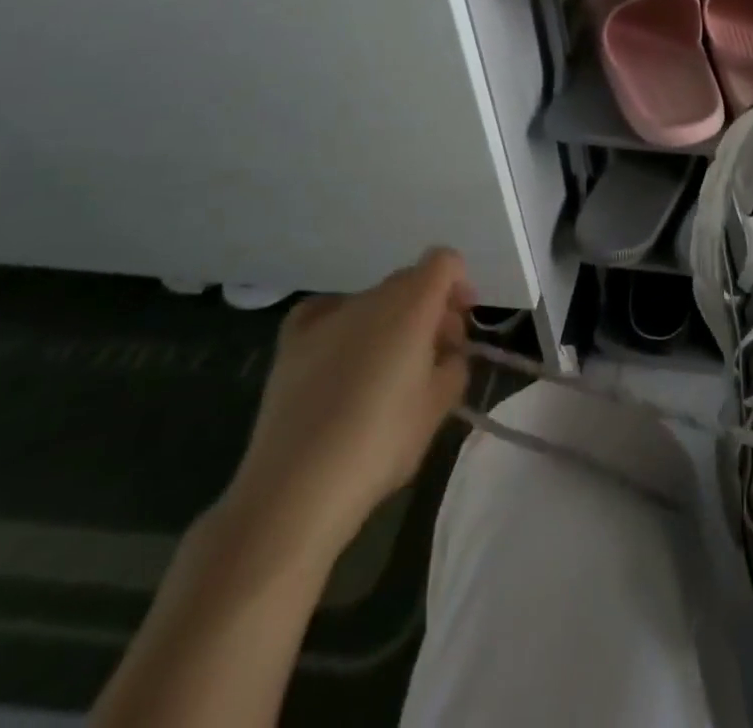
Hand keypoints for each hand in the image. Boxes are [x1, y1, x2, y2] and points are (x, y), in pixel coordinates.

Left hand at [219, 250, 475, 564]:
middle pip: (410, 281)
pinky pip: (326, 313)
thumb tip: (446, 351)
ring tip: (385, 371)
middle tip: (433, 356)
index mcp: (412, 305)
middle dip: (429, 308)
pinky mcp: (291, 342)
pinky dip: (343, 324)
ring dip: (390, 321)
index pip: (444, 262)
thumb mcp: (439, 406)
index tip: (460, 326)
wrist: (296, 490)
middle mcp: (370, 298)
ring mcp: (327, 317)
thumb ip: (454, 364)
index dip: (459, 285)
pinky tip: (342, 356)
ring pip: (373, 301)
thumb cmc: (381, 444)